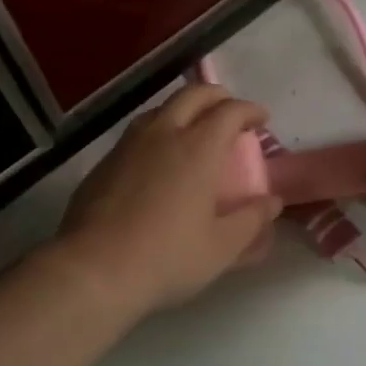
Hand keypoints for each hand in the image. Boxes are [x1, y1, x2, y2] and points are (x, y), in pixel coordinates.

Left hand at [55, 84, 282, 319]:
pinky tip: (158, 160)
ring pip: (160, 109)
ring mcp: (128, 146)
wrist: (93, 270)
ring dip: (185, 110)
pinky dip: (158, 132)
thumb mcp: (222, 247)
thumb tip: (272, 202)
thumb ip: (252, 220)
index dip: (250, 110)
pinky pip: (137, 133)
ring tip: (194, 130)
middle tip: (231, 113)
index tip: (262, 119)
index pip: (230, 111)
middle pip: (193, 95)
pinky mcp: (103, 163)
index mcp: (197, 148)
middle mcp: (163, 134)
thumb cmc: (167, 258)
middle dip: (218, 97)